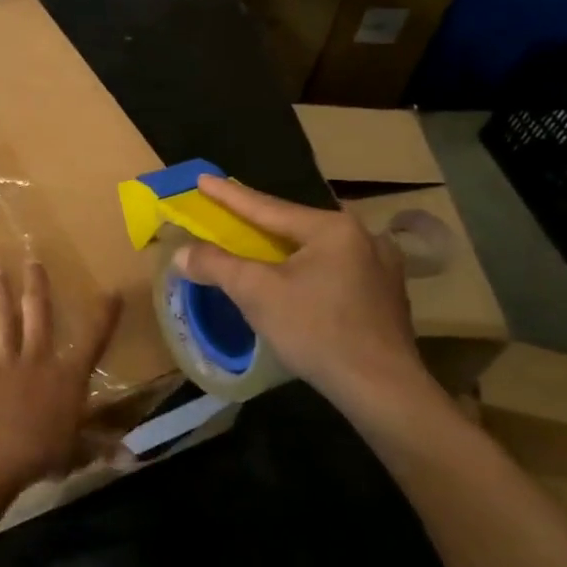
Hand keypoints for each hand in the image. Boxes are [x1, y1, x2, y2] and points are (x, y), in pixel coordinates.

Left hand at [0, 261, 123, 494]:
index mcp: (67, 376)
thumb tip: (130, 456)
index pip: (93, 341)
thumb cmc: (43, 452)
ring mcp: (5, 361)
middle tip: (33, 260)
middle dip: (37, 286)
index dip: (104, 317)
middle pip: (39, 315)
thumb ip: (101, 446)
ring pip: (3, 320)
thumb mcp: (79, 451)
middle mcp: (38, 359)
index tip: (112, 292)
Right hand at [172, 174, 439, 430]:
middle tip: (229, 214)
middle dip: (259, 222)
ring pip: (317, 249)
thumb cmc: (316, 331)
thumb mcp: (257, 293)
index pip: (267, 207)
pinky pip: (335, 270)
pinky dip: (308, 270)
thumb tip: (180, 253)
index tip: (202, 179)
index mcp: (332, 228)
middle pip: (295, 226)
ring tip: (261, 247)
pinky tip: (299, 281)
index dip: (229, 195)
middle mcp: (363, 237)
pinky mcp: (386, 295)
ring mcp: (382, 266)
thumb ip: (216, 265)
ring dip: (286, 248)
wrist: (381, 387)